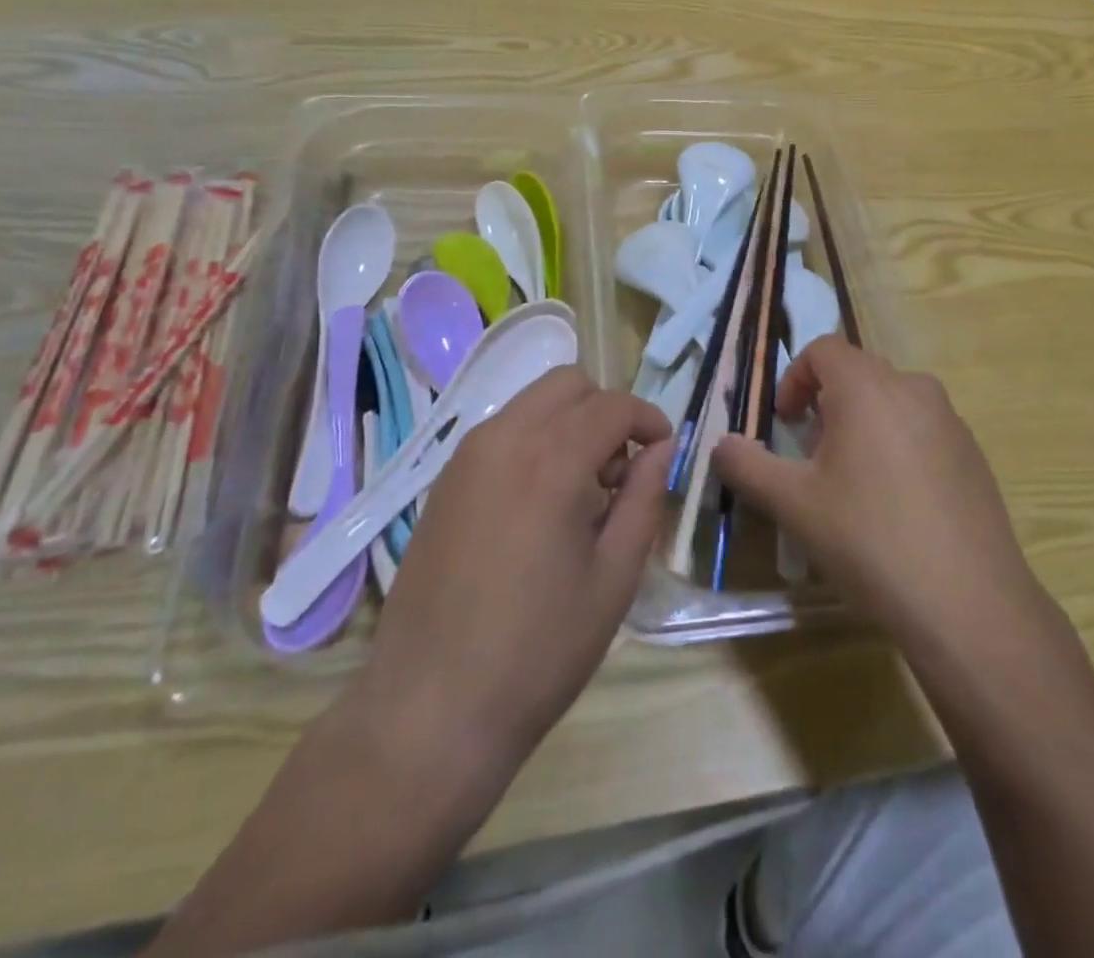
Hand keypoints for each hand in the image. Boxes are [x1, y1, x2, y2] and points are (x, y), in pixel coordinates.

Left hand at [352, 368, 672, 789]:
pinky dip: (535, 440)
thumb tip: (661, 450)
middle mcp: (503, 440)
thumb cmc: (537, 651)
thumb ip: (645, 500)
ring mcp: (465, 457)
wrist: (429, 710)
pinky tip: (539, 504)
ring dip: (569, 423)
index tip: (664, 452)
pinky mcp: (443, 481)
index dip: (649, 420)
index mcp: (550, 461)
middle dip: (606, 411)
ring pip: (532, 402)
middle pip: (568, 384)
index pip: (613, 405)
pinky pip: (502, 431)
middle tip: (620, 471)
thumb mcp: (613, 578)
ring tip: (582, 491)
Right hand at [714, 338, 1044, 657]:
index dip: (793, 377)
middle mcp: (913, 388)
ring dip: (860, 424)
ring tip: (850, 482)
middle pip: (857, 373)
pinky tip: (895, 505)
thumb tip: (722, 444)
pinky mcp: (973, 454)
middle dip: (824, 404)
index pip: (823, 349)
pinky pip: (921, 429)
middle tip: (811, 457)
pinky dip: (896, 445)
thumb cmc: (869, 540)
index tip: (784, 423)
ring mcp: (950, 420)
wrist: (968, 603)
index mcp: (868, 388)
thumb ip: (747, 465)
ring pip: (891, 401)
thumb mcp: (793, 504)